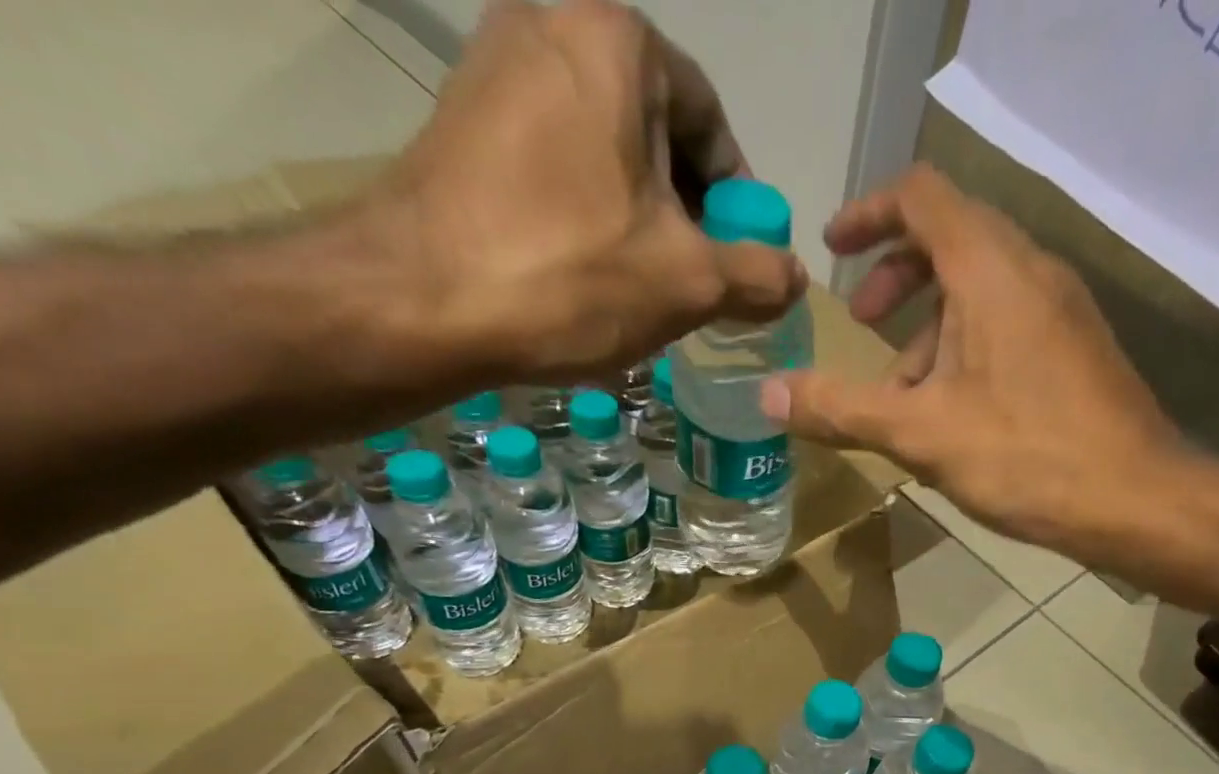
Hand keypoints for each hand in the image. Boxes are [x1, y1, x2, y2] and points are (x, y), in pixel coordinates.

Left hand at [359, 0, 805, 386]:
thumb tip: (796, 278)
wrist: (422, 300)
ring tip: (639, 288)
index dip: (737, 200)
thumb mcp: (688, 282)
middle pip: (654, 133)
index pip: (710, 121)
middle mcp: (551, 22)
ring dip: (636, 219)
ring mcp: (494, 66)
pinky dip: (583, 214)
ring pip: (602, 151)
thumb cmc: (571, 275)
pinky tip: (584, 273)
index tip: (741, 259)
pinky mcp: (460, 119)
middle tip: (693, 283)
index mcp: (618, 41)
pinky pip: (551, 162)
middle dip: (684, 212)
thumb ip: (757, 274)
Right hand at [764, 166, 1193, 568]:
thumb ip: (842, 409)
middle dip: (894, 277)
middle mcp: (1030, 271)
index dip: (868, 214)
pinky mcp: (1074, 348)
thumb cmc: (1024, 456)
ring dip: (928, 327)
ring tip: (901, 395)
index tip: (831, 249)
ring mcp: (1060, 309)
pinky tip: (951, 414)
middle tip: (861, 325)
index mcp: (989, 269)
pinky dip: (964, 348)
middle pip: (949, 240)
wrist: (1133, 499)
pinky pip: (1007, 324)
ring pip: (978, 290)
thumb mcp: (921, 434)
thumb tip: (768, 395)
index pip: (920, 197)